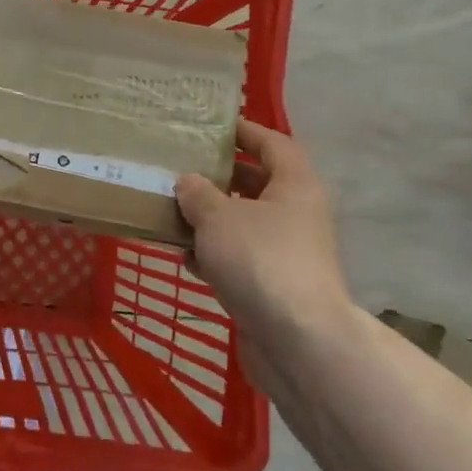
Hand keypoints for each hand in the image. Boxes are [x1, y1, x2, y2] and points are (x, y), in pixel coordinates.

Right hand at [174, 122, 351, 395]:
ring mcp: (288, 253)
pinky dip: (215, 256)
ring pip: (244, 223)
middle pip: (256, 183)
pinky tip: (186, 259)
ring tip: (172, 212)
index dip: (243, 131)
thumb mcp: (218, 217)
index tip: (210, 126)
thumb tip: (188, 182)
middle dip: (218, 177)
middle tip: (179, 168)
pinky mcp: (275, 287)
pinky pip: (240, 258)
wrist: (299, 344)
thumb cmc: (261, 260)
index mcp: (295, 184)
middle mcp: (297, 213)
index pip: (271, 143)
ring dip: (211, 219)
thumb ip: (197, 193)